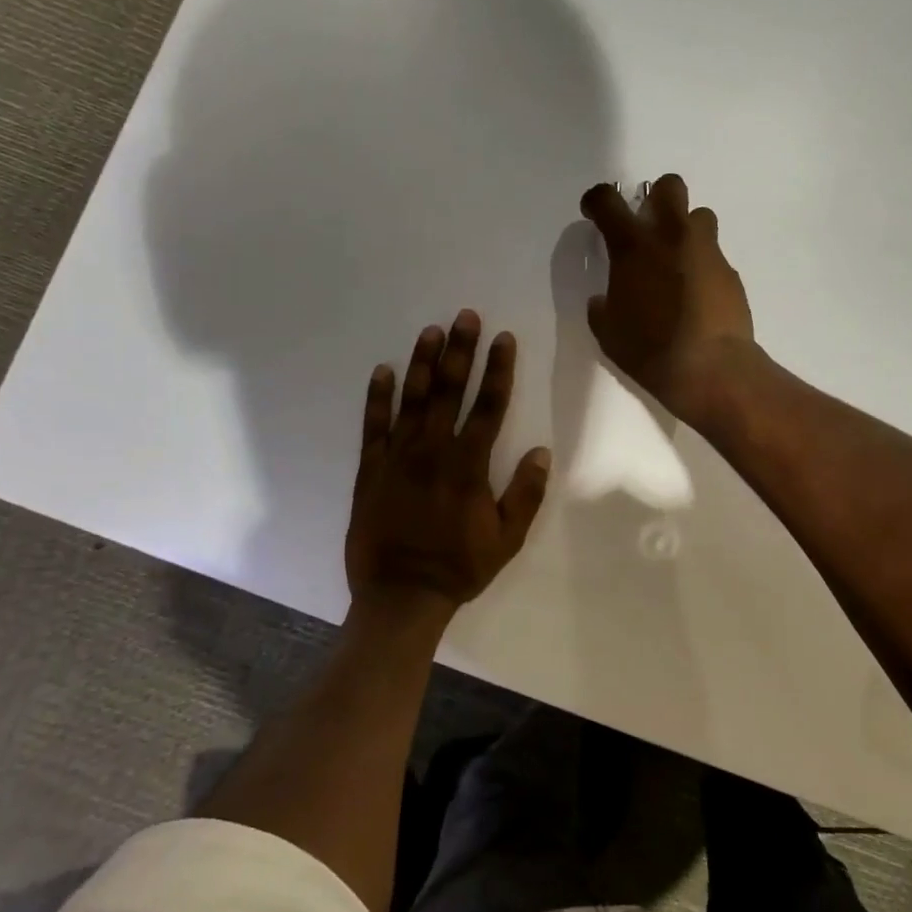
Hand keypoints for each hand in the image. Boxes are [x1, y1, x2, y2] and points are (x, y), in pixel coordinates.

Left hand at [345, 310, 550, 624]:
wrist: (401, 595)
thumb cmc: (460, 567)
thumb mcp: (507, 538)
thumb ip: (525, 494)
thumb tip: (541, 452)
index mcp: (469, 465)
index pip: (490, 406)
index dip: (499, 370)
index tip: (503, 338)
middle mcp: (433, 451)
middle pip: (450, 391)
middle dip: (460, 351)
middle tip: (465, 316)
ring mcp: (398, 458)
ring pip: (412, 400)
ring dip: (423, 363)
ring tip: (430, 331)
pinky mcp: (371, 470)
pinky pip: (374, 427)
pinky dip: (378, 398)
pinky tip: (383, 371)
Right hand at [579, 174, 753, 422]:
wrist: (710, 368)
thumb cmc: (650, 350)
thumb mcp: (609, 332)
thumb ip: (603, 307)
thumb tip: (605, 299)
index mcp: (633, 246)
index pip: (607, 201)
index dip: (596, 201)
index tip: (594, 212)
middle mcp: (672, 237)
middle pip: (669, 186)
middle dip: (657, 199)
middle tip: (648, 228)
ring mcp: (706, 251)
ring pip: (699, 216)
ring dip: (685, 230)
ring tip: (677, 261)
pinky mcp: (730, 273)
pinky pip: (713, 256)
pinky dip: (702, 266)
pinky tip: (696, 295)